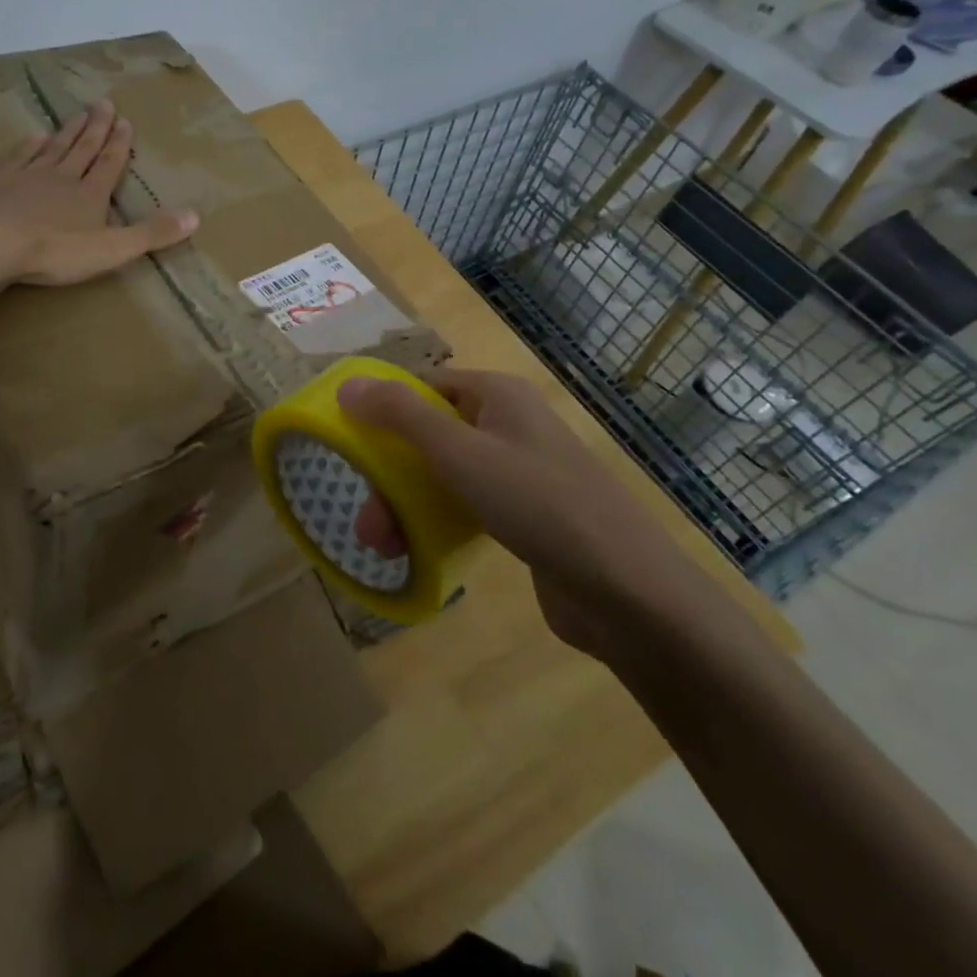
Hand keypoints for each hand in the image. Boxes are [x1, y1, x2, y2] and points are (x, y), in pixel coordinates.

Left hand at [0, 99, 198, 286]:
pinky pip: (18, 157)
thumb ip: (152, 234)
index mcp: (90, 194)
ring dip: (68, 131)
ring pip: (53, 148)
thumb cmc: (54, 250)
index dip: (119, 144)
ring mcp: (27, 176)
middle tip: (104, 103)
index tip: (125, 121)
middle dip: (97, 128)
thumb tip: (197, 216)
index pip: (110, 164)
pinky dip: (29, 145)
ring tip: (77, 115)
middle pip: (83, 148)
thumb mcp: (112, 249)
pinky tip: (33, 136)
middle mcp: (62, 177)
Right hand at [338, 367, 710, 658]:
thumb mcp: (459, 452)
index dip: (385, 408)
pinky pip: (467, 506)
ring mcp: (520, 472)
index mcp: (498, 396)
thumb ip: (400, 416)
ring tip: (382, 546)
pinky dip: (438, 522)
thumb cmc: (538, 504)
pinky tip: (417, 550)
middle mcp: (509, 425)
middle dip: (391, 474)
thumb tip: (348, 384)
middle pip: (430, 435)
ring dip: (407, 504)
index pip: (426, 386)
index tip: (350, 443)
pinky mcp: (526, 516)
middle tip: (366, 520)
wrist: (627, 592)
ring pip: (445, 475)